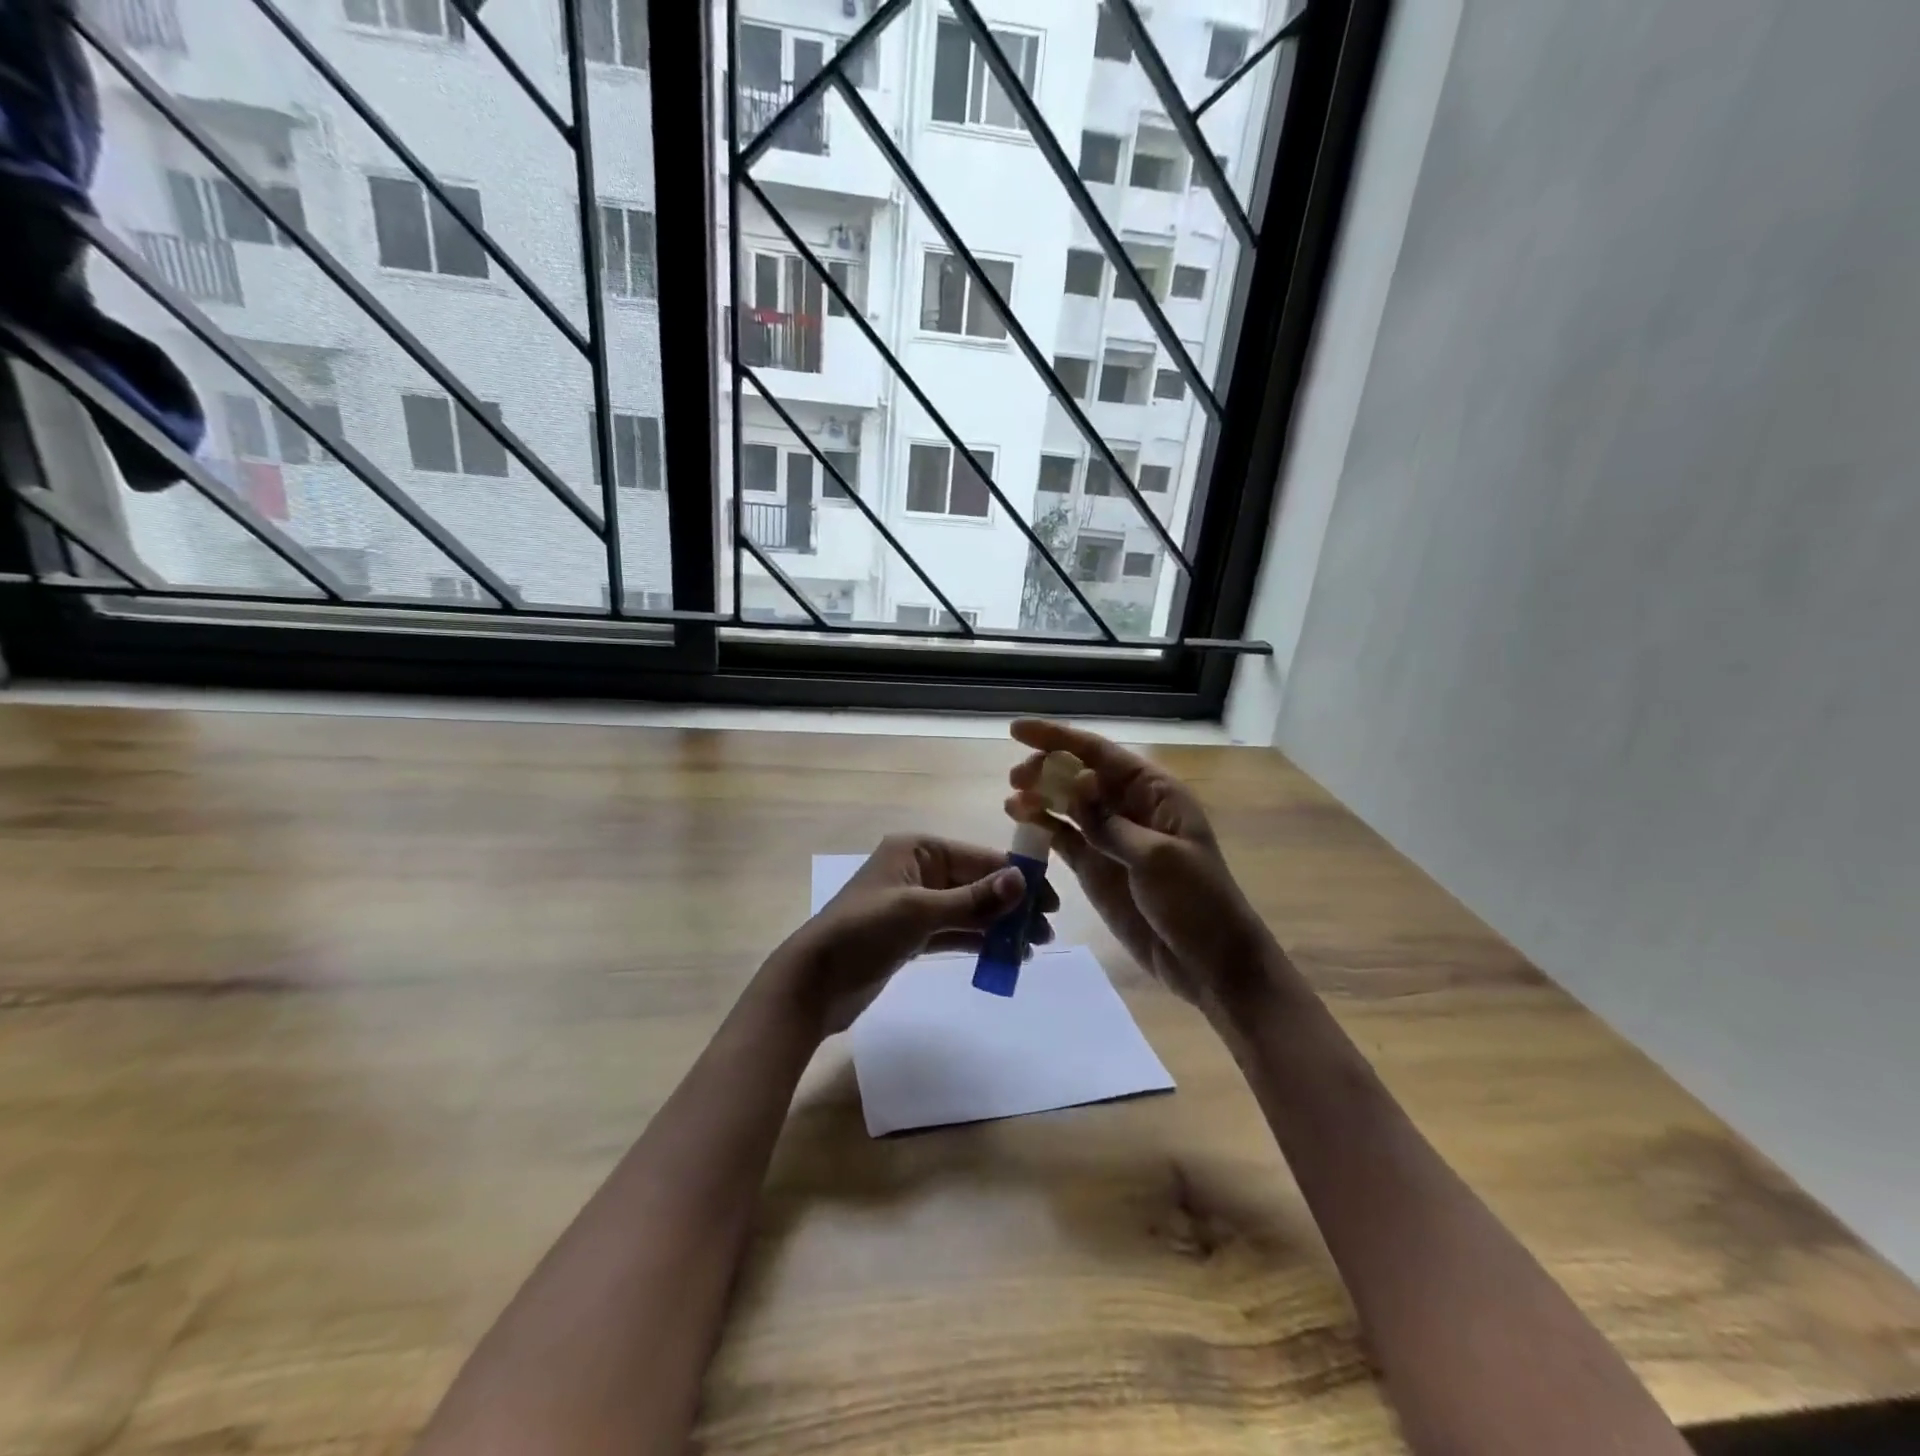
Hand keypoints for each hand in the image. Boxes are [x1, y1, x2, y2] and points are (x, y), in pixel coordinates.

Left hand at [770, 834, 1057, 1036]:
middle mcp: (919, 871)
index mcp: (917, 850)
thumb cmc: (863, 933)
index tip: (1052, 900)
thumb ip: (974, 899)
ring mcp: (915, 904)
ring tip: (1033, 947)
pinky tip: (1005, 956)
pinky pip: (954, 932)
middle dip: (1012, 905)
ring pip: (969, 910)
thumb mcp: (920, 912)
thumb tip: (1022, 880)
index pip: (978, 858)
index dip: (1017, 876)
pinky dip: (978, 941)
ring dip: (999, 926)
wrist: (812, 983)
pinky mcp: (912, 936)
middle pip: (977, 883)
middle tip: (1046, 932)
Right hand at [1005, 720, 1270, 1016]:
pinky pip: (1064, 838)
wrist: (1210, 963)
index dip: (1058, 738)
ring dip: (1039, 797)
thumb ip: (1109, 822)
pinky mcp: (1096, 868)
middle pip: (1079, 775)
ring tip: (1012, 800)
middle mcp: (1129, 807)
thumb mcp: (1157, 858)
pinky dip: (1042, 828)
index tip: (1017, 730)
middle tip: (1016, 778)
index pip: (1100, 754)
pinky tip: (1020, 821)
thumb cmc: (1197, 903)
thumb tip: (1075, 782)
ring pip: (1067, 805)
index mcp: (1154, 793)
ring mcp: (1110, 838)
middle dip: (1046, 769)